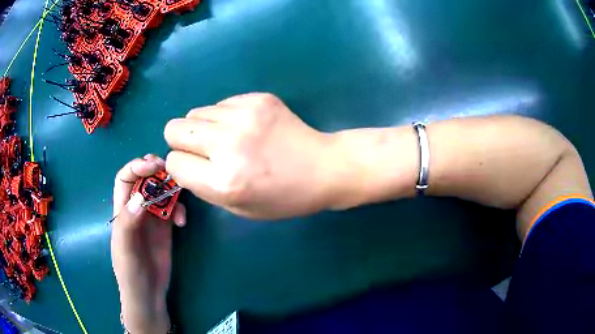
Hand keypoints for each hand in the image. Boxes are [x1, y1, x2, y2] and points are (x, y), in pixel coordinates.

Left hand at [111, 154, 185, 333]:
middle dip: (156, 171)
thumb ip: (128, 223)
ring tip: (179, 200)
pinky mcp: (166, 227)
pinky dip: (179, 209)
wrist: (148, 293)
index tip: (152, 166)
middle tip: (170, 171)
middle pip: (144, 179)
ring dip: (171, 189)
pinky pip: (173, 208)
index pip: (124, 178)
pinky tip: (182, 222)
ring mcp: (152, 218)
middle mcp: (136, 209)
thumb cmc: (130, 272)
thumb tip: (140, 197)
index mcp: (122, 210)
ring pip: (161, 191)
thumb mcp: (124, 249)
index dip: (136, 167)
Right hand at [164, 93, 342, 219]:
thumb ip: (203, 185)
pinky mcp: (258, 99)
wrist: (324, 168)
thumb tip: (182, 161)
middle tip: (204, 150)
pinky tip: (247, 127)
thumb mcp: (238, 208)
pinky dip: (225, 116)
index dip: (181, 166)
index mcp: (223, 182)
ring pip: (195, 112)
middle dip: (182, 142)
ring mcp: (244, 116)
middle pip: (174, 128)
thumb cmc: (283, 197)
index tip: (195, 168)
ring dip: (204, 127)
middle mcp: (229, 144)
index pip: (174, 163)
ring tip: (229, 138)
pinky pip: (221, 104)